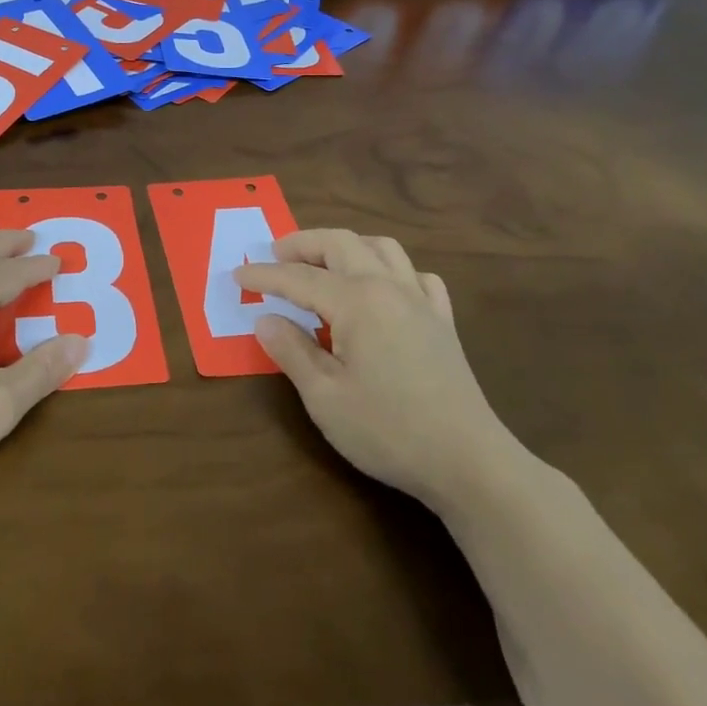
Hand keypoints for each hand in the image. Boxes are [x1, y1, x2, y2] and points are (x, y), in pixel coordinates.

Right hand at [236, 230, 519, 507]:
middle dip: (304, 243)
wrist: (469, 462)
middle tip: (276, 255)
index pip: (299, 278)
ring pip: (382, 248)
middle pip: (342, 243)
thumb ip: (292, 351)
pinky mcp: (442, 322)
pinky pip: (417, 275)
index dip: (264, 276)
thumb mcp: (324, 397)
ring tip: (324, 263)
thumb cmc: (388, 430)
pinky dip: (392, 270)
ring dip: (347, 246)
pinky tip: (383, 290)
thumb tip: (266, 320)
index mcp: (357, 301)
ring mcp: (421, 301)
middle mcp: (389, 287)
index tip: (237, 277)